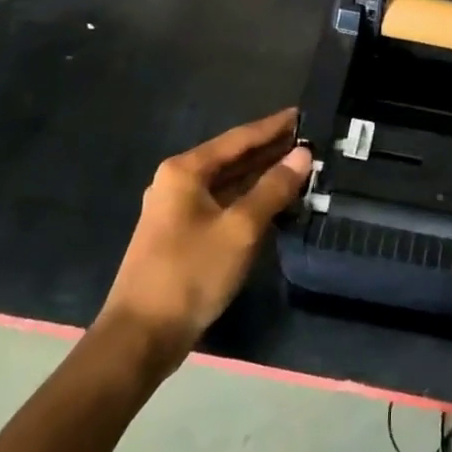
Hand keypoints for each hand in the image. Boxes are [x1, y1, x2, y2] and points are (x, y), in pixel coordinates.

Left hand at [99, 109, 310, 368]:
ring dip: (262, 175)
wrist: (140, 338)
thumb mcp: (240, 228)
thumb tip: (303, 155)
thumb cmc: (190, 274)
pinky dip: (249, 198)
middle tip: (310, 141)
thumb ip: (274, 188)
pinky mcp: (182, 235)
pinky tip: (275, 201)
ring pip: (229, 183)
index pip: (239, 138)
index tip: (304, 114)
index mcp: (186, 170)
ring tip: (301, 167)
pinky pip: (223, 204)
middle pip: (233, 158)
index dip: (274, 126)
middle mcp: (178, 181)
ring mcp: (178, 210)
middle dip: (271, 150)